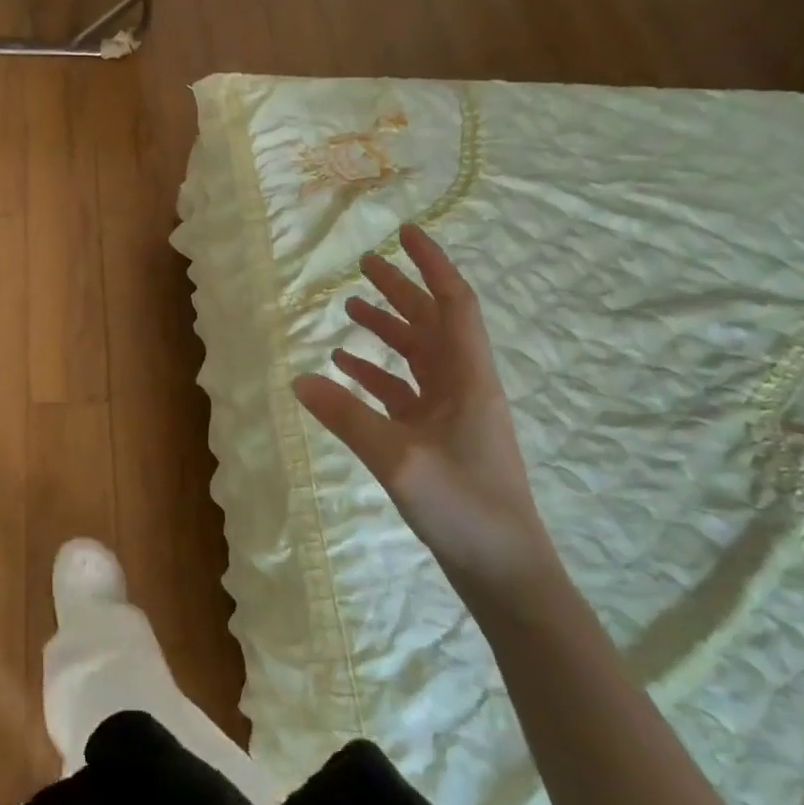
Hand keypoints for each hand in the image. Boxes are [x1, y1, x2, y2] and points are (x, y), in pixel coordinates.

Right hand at [293, 225, 560, 606]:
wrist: (504, 571)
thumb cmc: (464, 508)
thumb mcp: (398, 460)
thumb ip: (347, 417)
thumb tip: (299, 380)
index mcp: (468, 379)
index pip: (453, 305)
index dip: (432, 265)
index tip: (407, 233)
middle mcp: (463, 386)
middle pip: (432, 323)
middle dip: (402, 290)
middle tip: (365, 262)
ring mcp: (451, 413)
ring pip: (418, 356)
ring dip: (387, 330)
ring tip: (350, 308)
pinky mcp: (438, 438)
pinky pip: (404, 392)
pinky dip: (377, 374)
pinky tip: (346, 369)